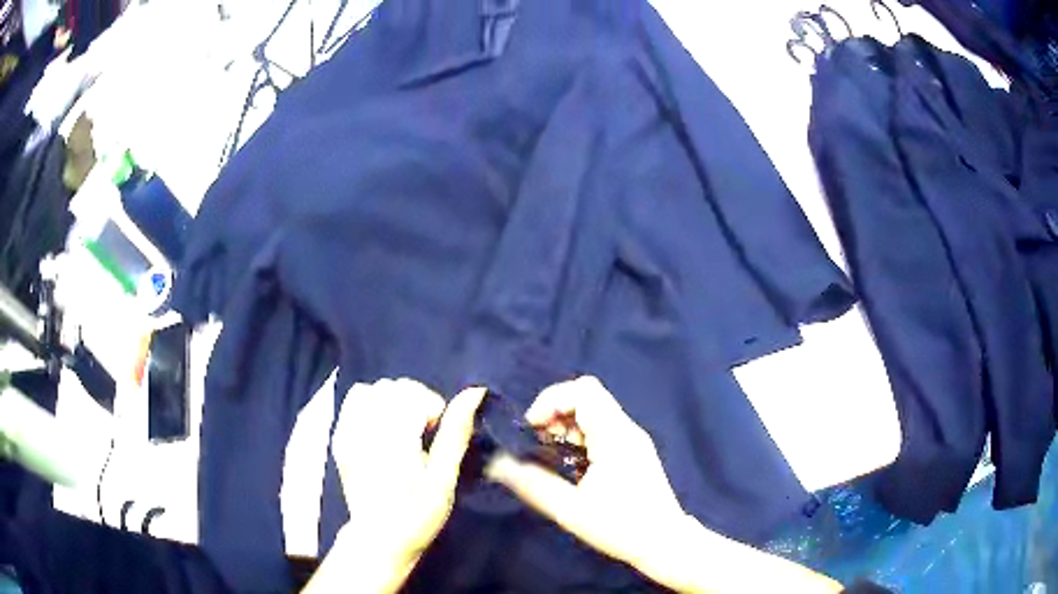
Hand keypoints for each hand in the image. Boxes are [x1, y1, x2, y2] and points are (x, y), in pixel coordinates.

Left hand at [308, 379, 485, 593]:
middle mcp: (365, 432)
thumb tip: (474, 392)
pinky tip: (382, 426)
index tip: (436, 432)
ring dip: (392, 400)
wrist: (380, 538)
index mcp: (393, 442)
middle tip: (423, 431)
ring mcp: (347, 434)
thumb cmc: (419, 514)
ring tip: (402, 426)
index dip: (432, 406)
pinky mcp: (339, 438)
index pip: (411, 394)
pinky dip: (371, 403)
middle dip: (414, 400)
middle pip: (392, 387)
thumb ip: (455, 433)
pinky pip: (353, 400)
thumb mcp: (445, 479)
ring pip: (372, 389)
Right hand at [484, 376, 687, 569]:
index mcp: (615, 436)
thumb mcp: (569, 510)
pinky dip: (580, 435)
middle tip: (539, 442)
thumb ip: (532, 483)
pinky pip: (602, 427)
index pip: (583, 390)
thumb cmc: (619, 527)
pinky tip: (571, 463)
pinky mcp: (634, 449)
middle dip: (555, 412)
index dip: (551, 400)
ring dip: (567, 424)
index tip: (532, 428)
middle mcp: (627, 429)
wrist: (664, 541)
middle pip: (587, 396)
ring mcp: (633, 438)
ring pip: (594, 411)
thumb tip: (497, 464)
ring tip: (552, 455)